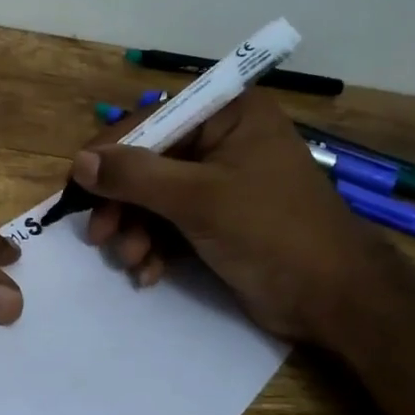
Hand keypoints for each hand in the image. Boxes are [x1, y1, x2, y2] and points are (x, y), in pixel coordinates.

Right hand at [76, 92, 396, 343]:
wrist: (335, 300)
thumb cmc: (271, 232)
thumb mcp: (198, 199)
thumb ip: (135, 176)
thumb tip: (80, 162)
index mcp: (228, 114)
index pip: (151, 120)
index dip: (110, 153)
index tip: (78, 187)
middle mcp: (223, 139)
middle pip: (149, 161)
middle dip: (123, 203)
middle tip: (99, 236)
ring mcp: (221, 180)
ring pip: (155, 195)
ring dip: (136, 230)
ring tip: (131, 259)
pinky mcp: (219, 217)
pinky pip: (171, 221)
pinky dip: (155, 245)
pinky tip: (149, 272)